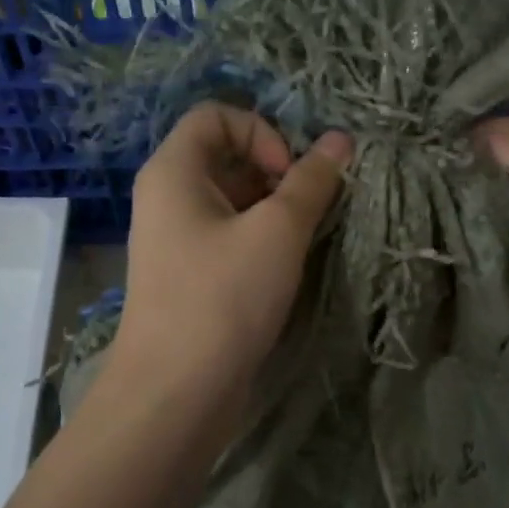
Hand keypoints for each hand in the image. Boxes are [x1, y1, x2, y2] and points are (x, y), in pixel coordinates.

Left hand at [112, 102, 351, 401]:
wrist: (176, 393)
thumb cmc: (223, 298)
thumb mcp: (276, 232)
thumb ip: (311, 182)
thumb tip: (341, 141)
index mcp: (173, 171)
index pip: (216, 115)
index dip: (262, 131)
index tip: (291, 175)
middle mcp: (167, 198)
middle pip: (225, 157)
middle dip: (276, 173)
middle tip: (311, 208)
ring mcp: (175, 241)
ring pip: (231, 202)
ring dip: (275, 210)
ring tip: (307, 239)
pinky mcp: (190, 278)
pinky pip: (228, 238)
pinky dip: (261, 241)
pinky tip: (289, 267)